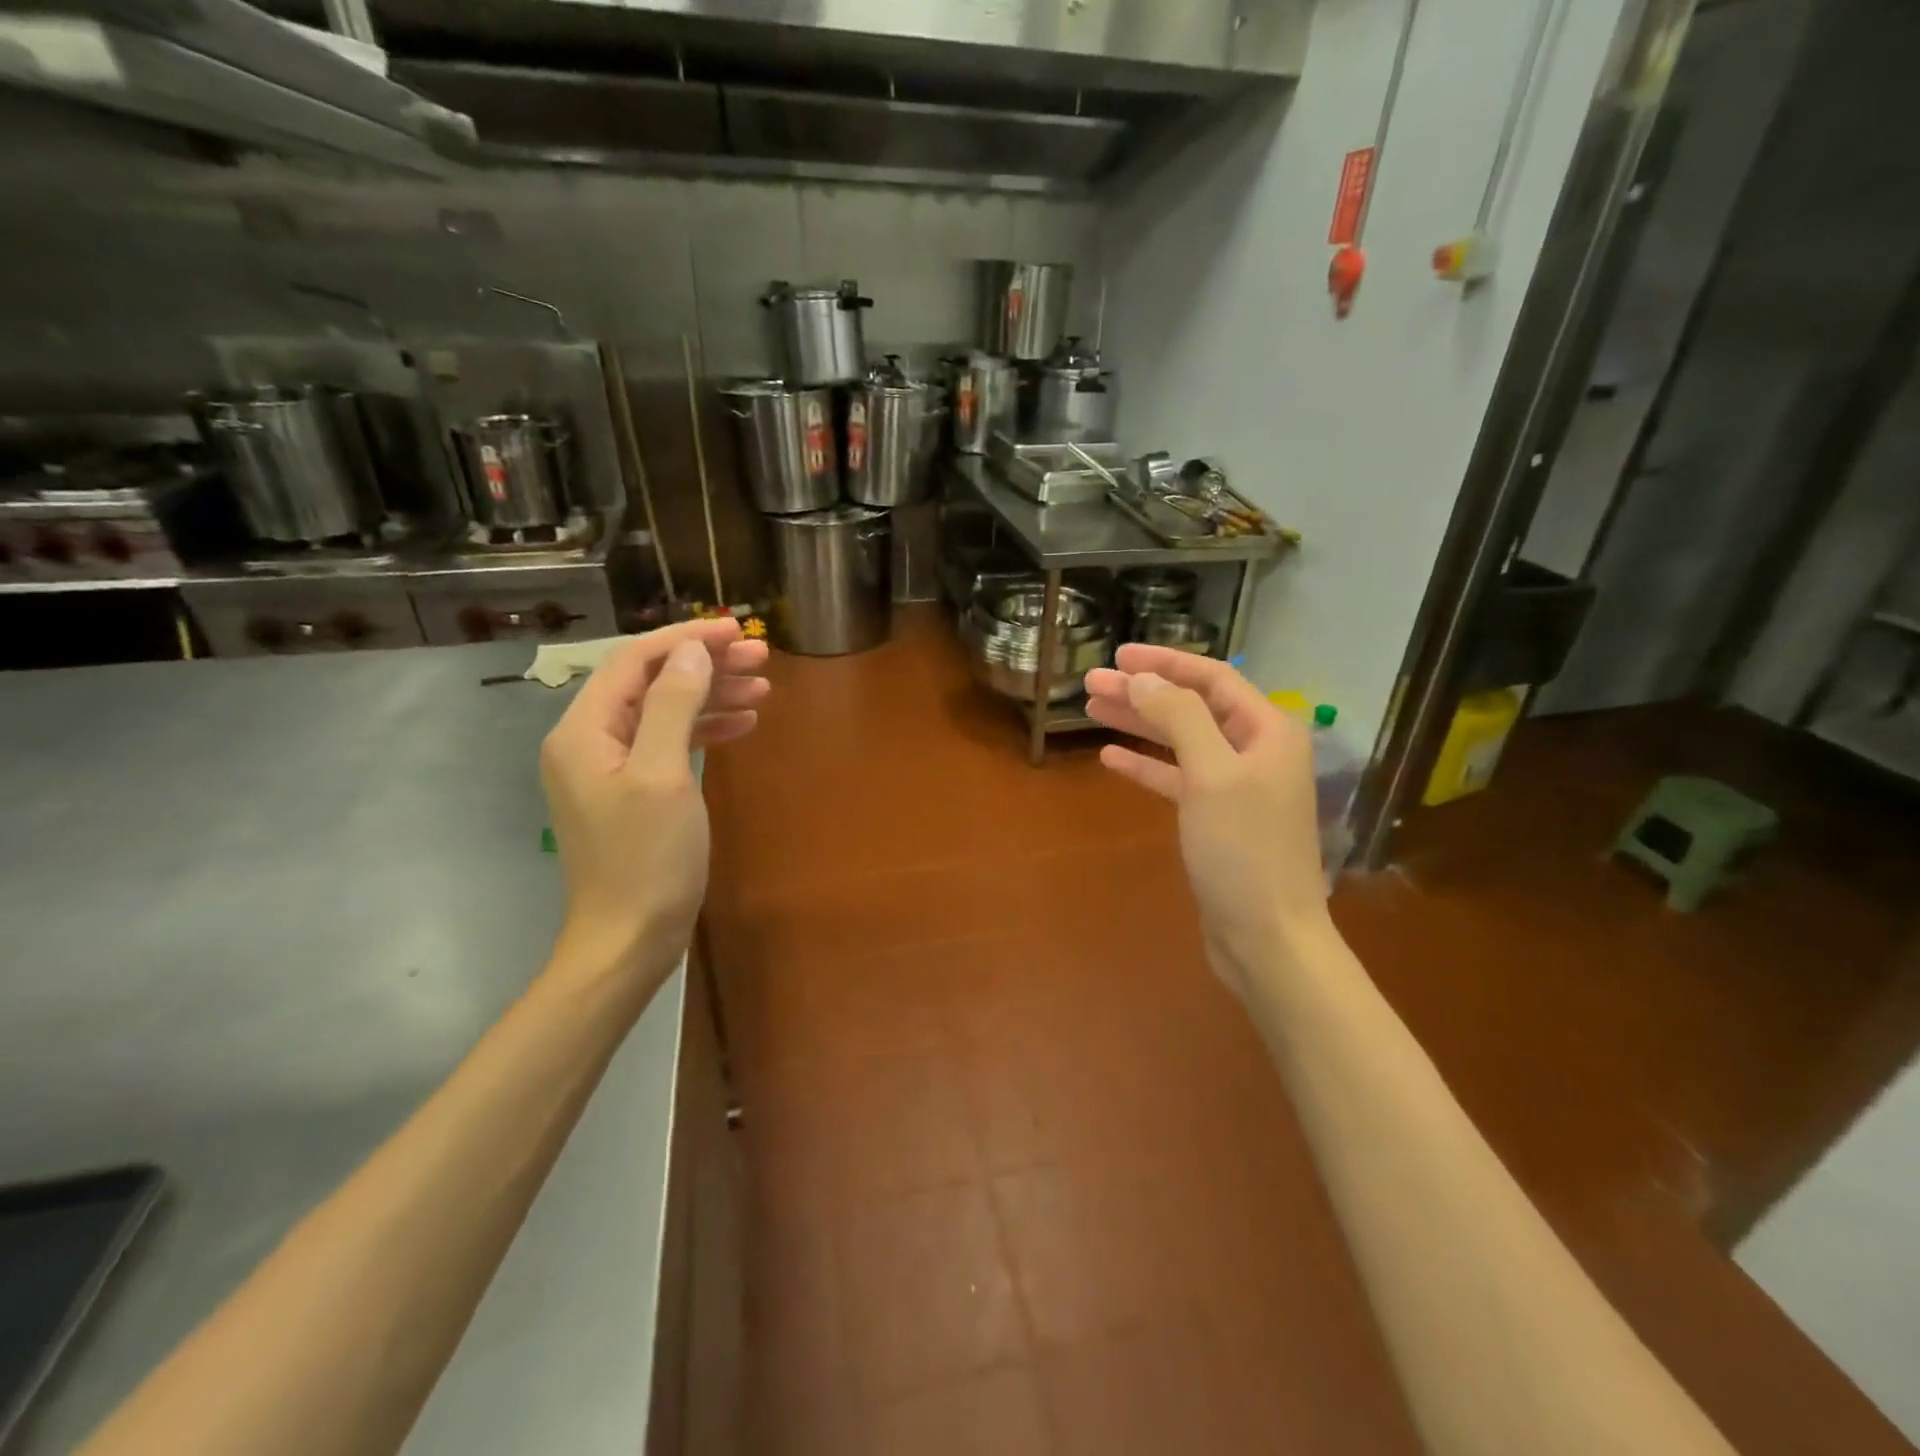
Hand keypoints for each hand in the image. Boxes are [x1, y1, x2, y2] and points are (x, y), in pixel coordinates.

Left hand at [539, 618, 769, 984]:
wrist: (629, 939)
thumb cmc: (647, 858)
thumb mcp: (662, 775)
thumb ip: (673, 705)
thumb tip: (692, 652)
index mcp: (583, 731)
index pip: (634, 661)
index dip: (686, 638)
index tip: (736, 631)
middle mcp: (589, 741)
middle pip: (651, 683)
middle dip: (705, 665)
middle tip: (761, 658)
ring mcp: (609, 768)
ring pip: (664, 712)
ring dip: (711, 695)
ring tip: (763, 688)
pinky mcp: (632, 791)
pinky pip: (668, 743)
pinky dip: (704, 729)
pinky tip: (742, 725)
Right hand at [1084, 646, 1331, 981]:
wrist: (1267, 937)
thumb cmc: (1244, 850)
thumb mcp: (1211, 774)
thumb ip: (1178, 717)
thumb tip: (1141, 678)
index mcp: (1267, 730)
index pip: (1212, 678)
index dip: (1164, 663)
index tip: (1118, 656)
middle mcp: (1254, 750)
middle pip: (1191, 707)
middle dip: (1142, 692)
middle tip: (1091, 683)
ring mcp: (1235, 786)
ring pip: (1180, 741)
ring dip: (1138, 724)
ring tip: (1092, 709)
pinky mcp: (1216, 818)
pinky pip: (1176, 778)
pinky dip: (1146, 766)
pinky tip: (1111, 756)